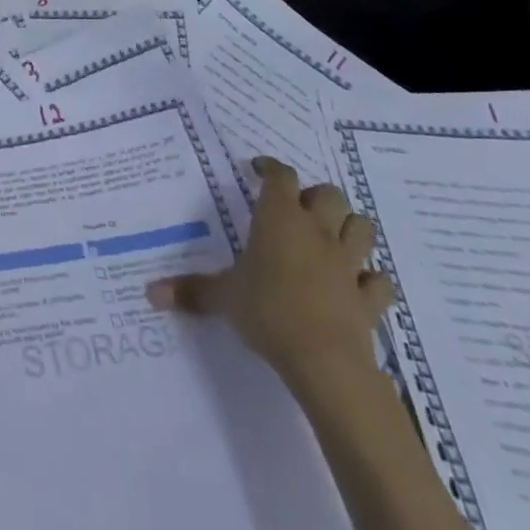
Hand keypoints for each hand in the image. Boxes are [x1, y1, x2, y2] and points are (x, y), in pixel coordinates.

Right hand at [146, 157, 392, 392]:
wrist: (325, 361)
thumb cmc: (267, 311)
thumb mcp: (222, 298)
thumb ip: (190, 290)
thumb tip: (149, 292)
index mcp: (279, 218)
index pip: (280, 175)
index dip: (271, 168)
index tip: (258, 170)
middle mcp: (316, 230)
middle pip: (329, 193)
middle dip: (315, 197)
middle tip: (296, 210)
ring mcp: (348, 263)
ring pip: (362, 227)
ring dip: (349, 227)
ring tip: (331, 237)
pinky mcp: (369, 298)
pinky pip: (379, 280)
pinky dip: (371, 279)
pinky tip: (357, 285)